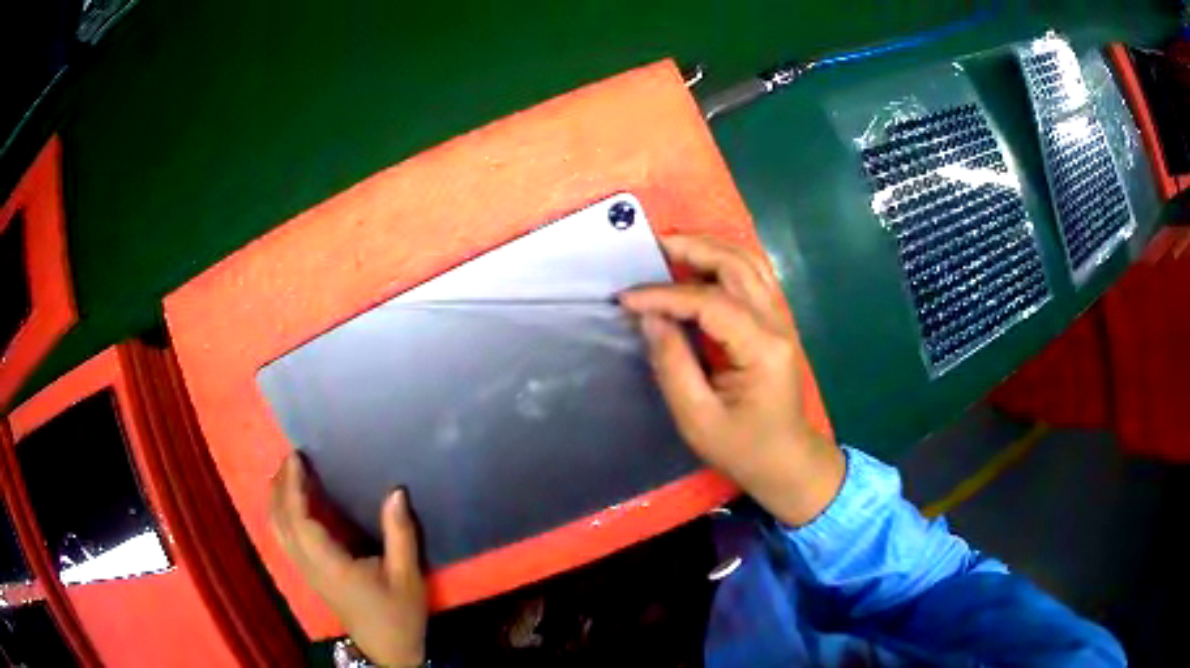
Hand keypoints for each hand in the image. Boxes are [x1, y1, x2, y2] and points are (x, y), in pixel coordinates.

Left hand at [269, 455, 426, 666]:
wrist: (387, 649)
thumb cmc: (399, 613)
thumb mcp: (407, 576)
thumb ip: (400, 534)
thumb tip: (396, 492)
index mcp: (330, 565)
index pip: (300, 520)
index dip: (294, 486)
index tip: (297, 456)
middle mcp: (309, 566)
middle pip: (280, 521)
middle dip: (280, 486)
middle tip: (292, 457)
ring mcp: (306, 572)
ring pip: (278, 530)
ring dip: (277, 498)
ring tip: (288, 473)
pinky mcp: (309, 575)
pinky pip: (285, 537)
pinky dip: (282, 513)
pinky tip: (292, 503)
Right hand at [620, 235, 844, 526]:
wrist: (787, 461)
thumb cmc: (743, 449)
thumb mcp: (697, 418)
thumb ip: (673, 365)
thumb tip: (650, 318)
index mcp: (761, 349)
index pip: (710, 303)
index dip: (665, 295)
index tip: (626, 298)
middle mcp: (777, 324)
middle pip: (737, 266)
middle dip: (692, 249)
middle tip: (650, 247)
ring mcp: (781, 320)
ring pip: (749, 263)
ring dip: (711, 248)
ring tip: (671, 248)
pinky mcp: (776, 323)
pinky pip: (753, 277)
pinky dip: (724, 262)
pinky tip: (699, 266)